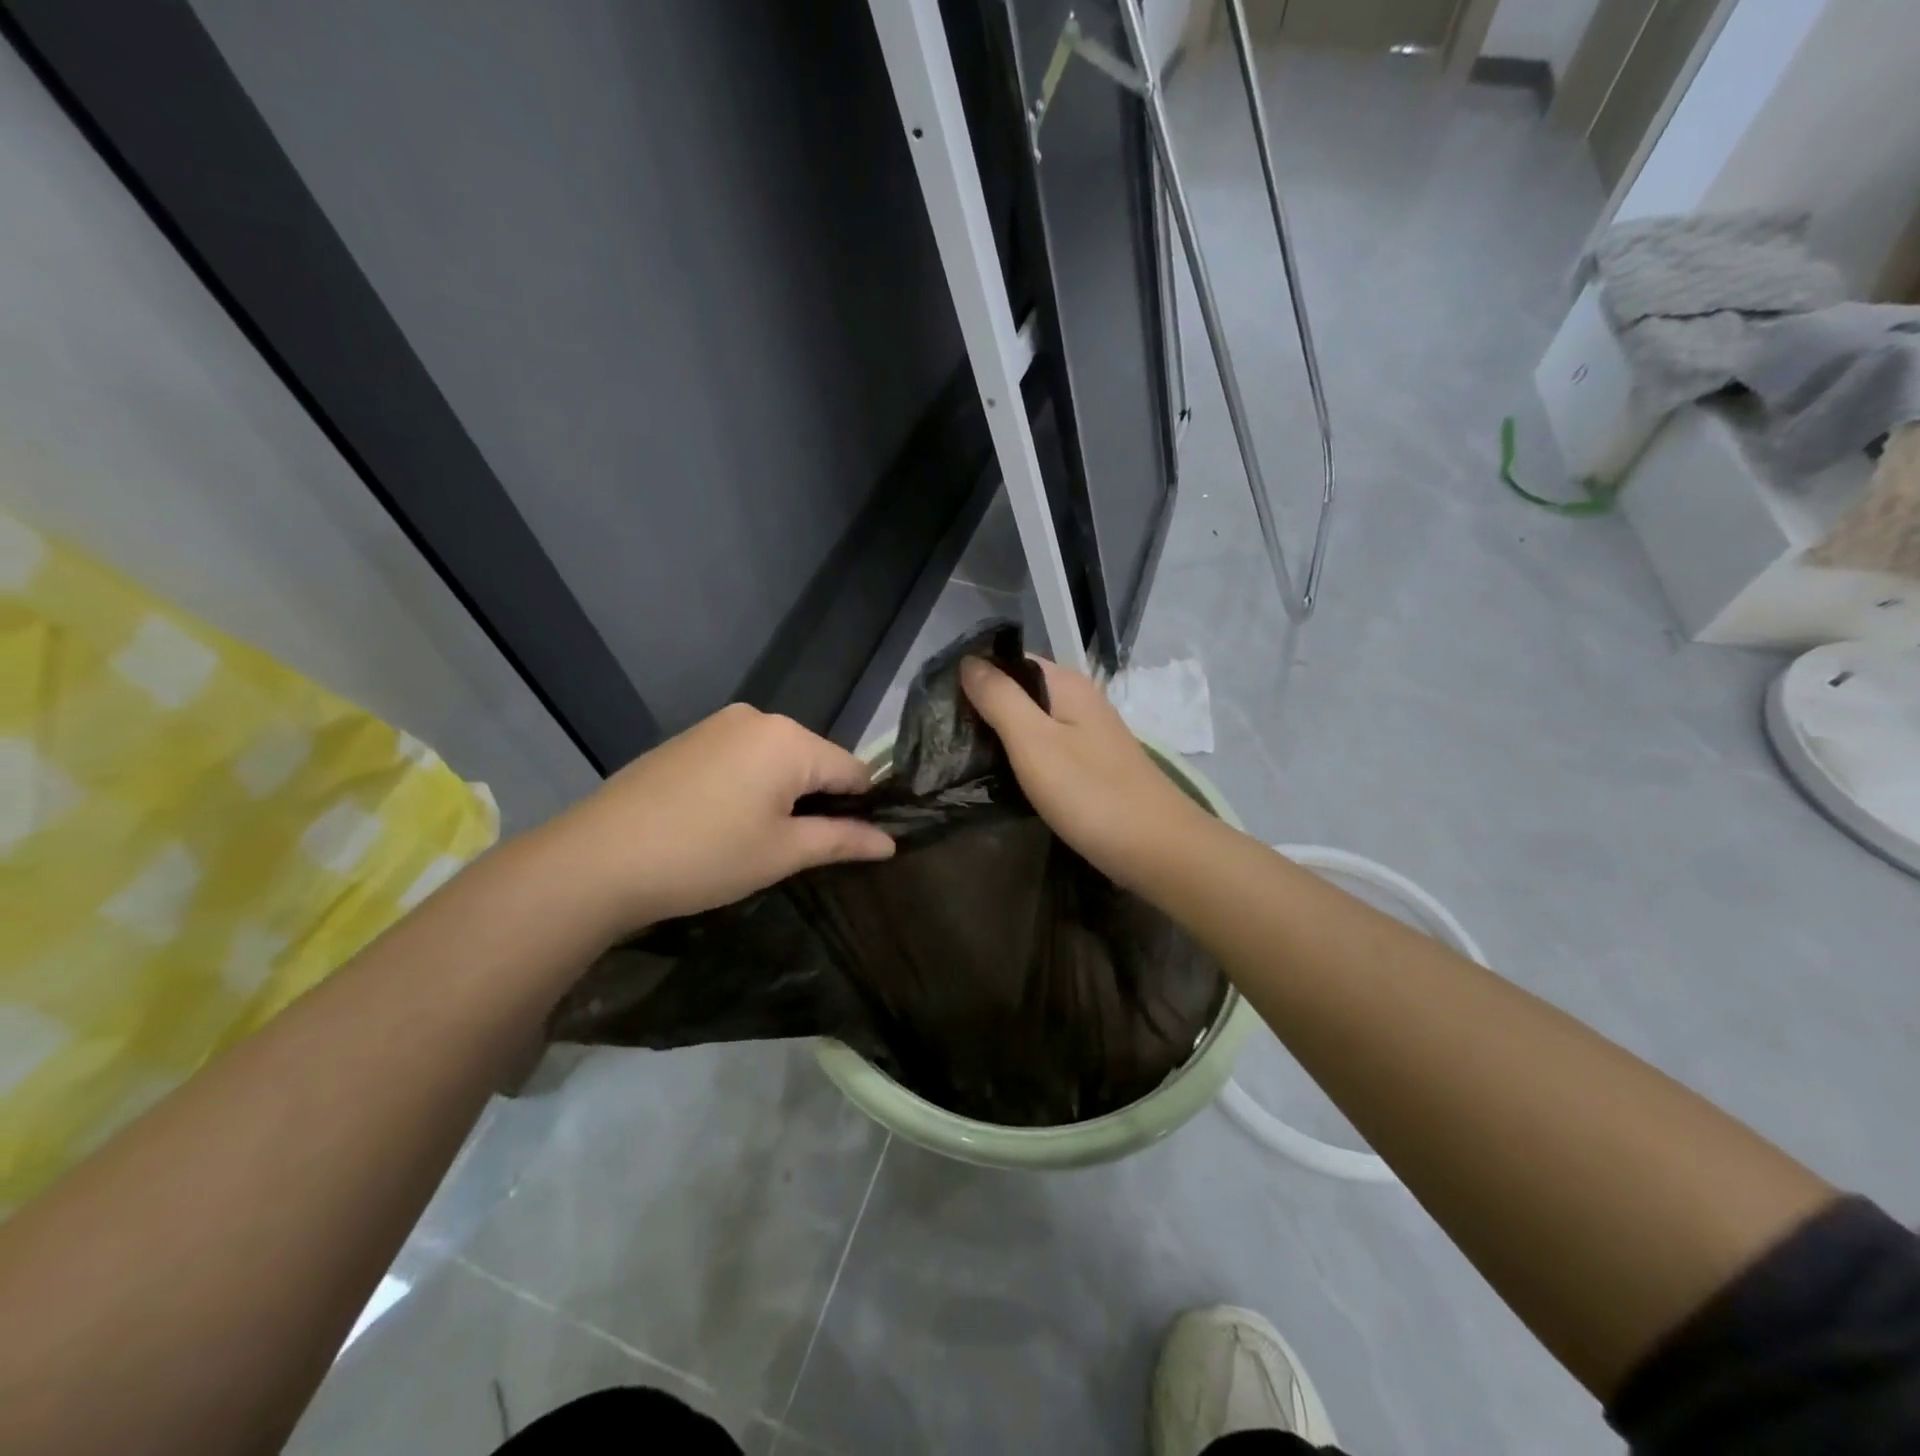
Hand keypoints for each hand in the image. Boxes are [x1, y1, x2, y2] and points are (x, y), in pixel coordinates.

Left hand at [546, 704, 894, 933]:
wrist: (596, 859)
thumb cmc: (704, 856)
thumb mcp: (782, 853)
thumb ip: (841, 840)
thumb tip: (890, 842)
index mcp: (790, 739)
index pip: (853, 770)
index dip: (862, 809)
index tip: (854, 845)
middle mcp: (758, 718)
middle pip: (814, 761)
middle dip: (819, 801)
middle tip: (800, 850)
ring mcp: (718, 725)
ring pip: (777, 759)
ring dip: (783, 795)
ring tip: (760, 840)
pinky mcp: (688, 739)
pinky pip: (742, 758)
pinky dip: (750, 786)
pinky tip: (724, 821)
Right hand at [960, 654, 1208, 886]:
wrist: (1157, 849)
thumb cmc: (1090, 793)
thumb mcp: (1034, 741)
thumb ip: (1000, 698)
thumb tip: (969, 661)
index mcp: (1066, 685)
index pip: (1011, 660)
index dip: (974, 674)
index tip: (937, 701)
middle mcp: (1080, 701)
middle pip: (1021, 691)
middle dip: (983, 707)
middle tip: (943, 735)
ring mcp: (1089, 735)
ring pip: (1033, 722)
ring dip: (1001, 735)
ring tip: (962, 755)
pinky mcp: (1091, 766)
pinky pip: (1047, 749)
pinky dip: (1022, 758)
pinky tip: (1002, 776)